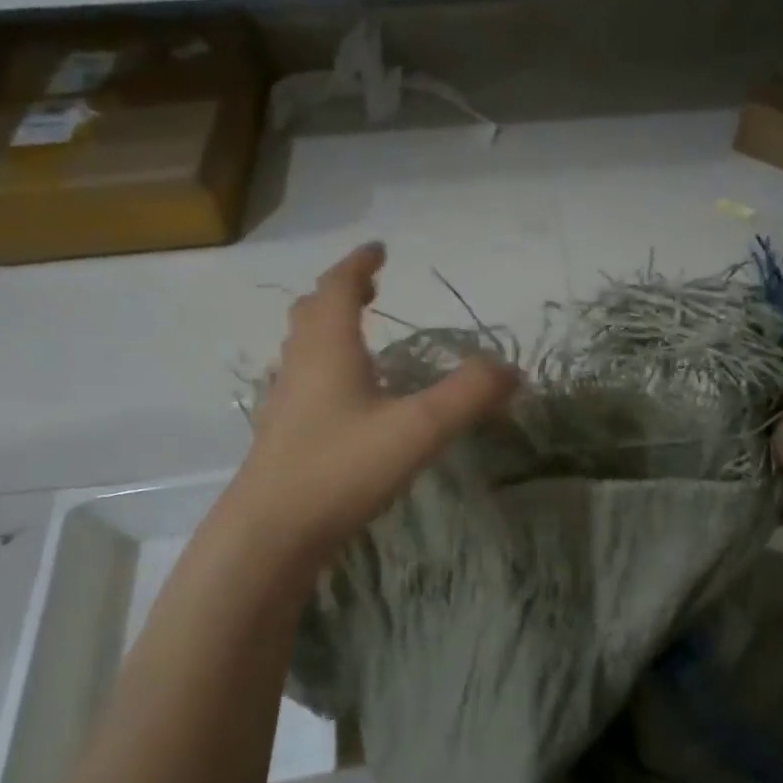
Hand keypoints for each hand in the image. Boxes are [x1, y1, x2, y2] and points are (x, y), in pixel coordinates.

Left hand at [233, 242, 517, 560]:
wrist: (271, 534)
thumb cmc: (342, 469)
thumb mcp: (418, 429)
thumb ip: (468, 395)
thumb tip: (512, 369)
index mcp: (328, 348)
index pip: (339, 287)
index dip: (359, 264)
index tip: (379, 248)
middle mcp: (301, 365)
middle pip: (314, 312)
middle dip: (342, 292)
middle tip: (371, 287)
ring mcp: (286, 401)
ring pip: (304, 347)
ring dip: (329, 326)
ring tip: (360, 333)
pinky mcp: (284, 434)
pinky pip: (304, 380)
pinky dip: (326, 366)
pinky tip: (347, 397)